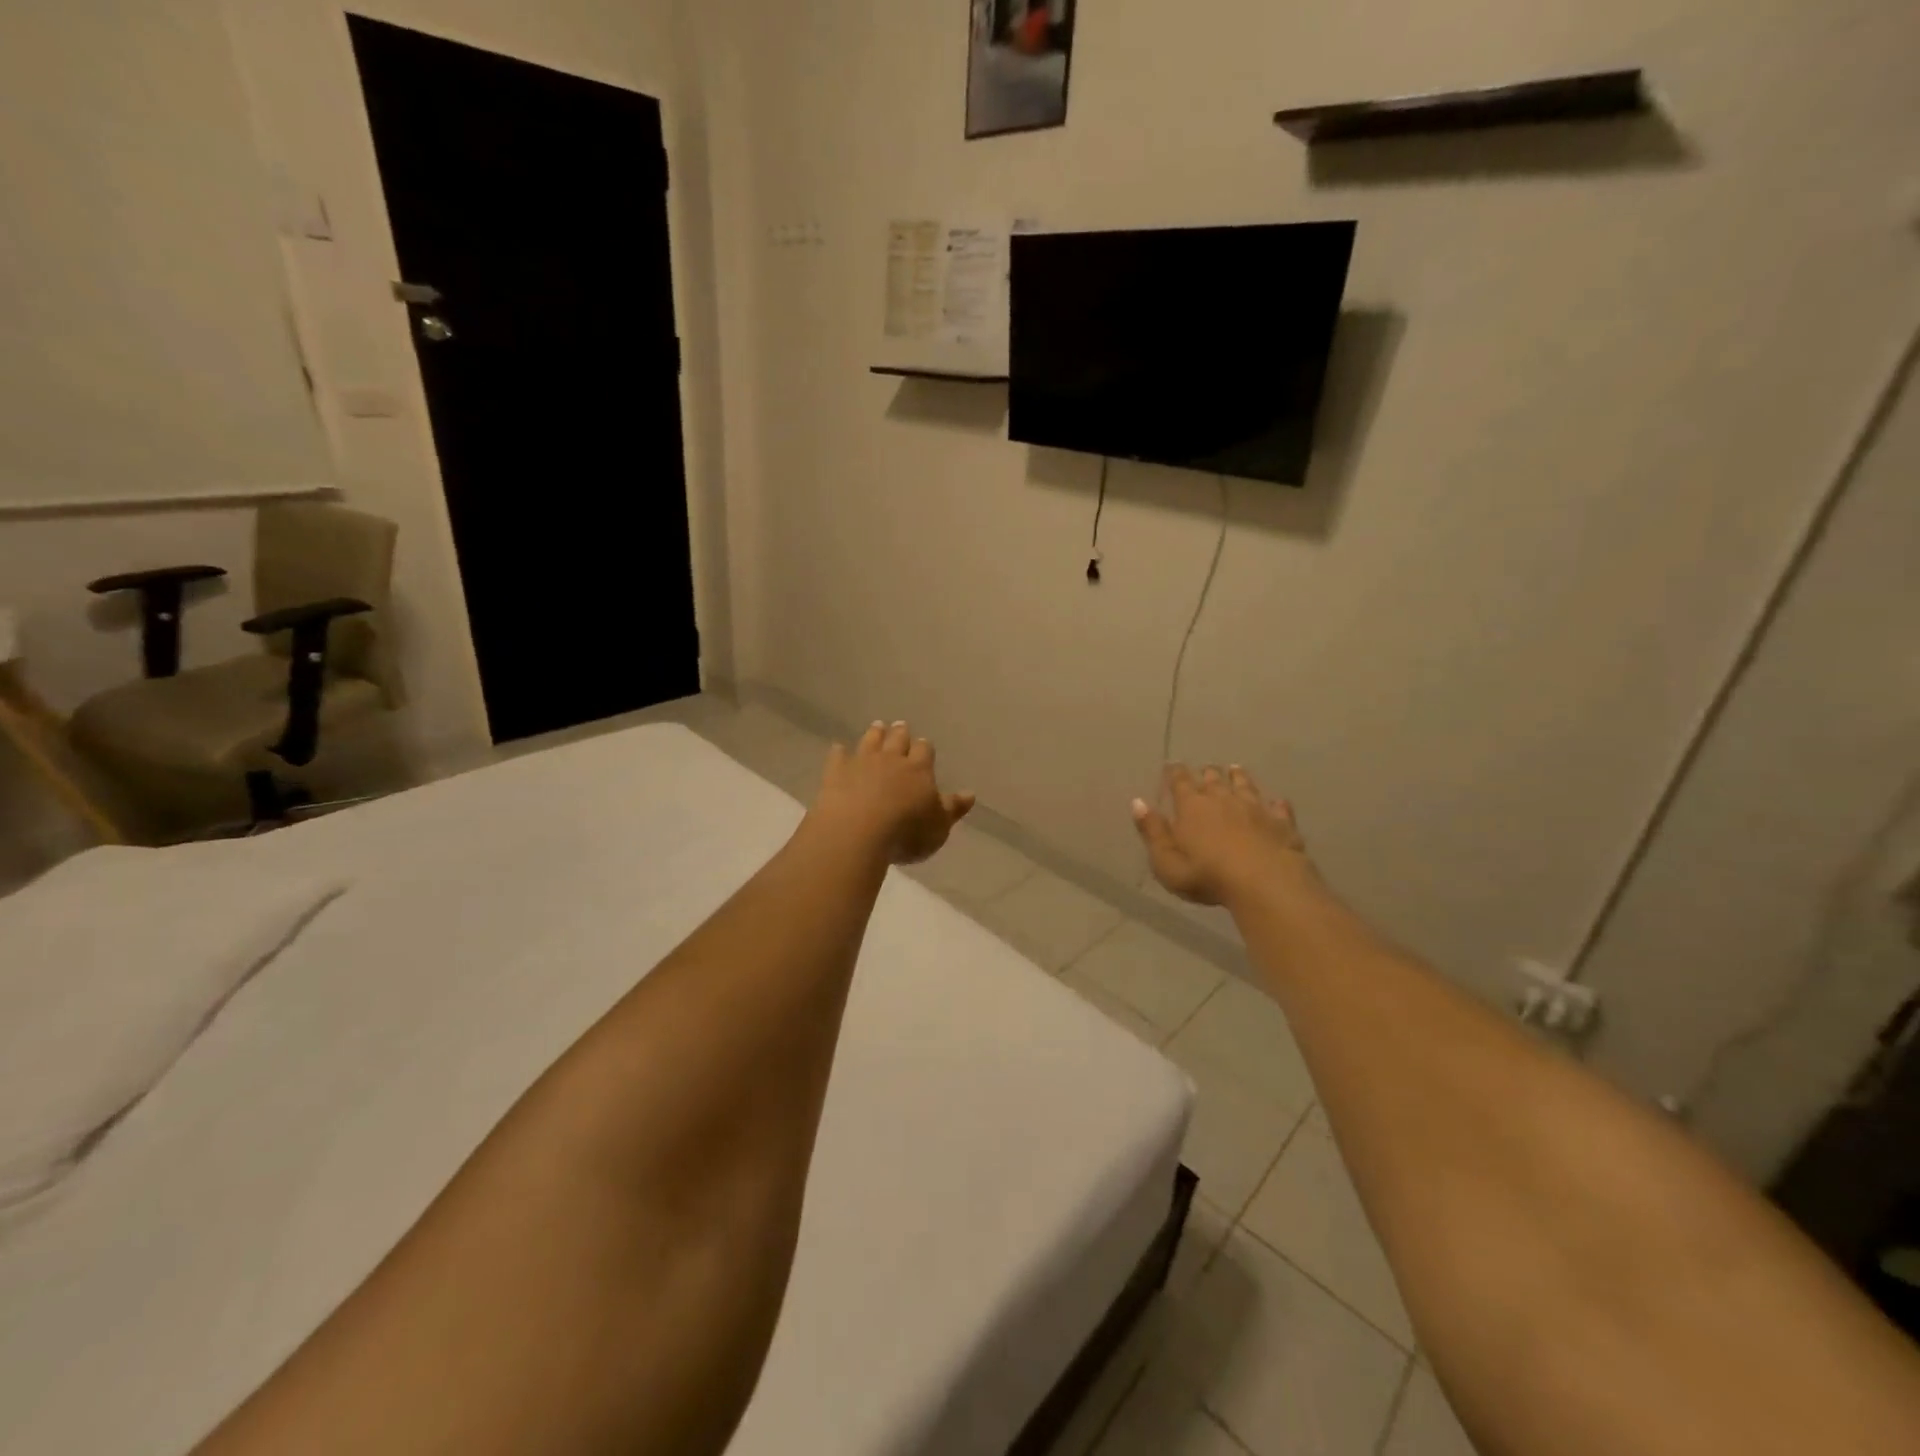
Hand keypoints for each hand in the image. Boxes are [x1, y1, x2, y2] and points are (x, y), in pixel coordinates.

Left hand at [811, 720, 975, 865]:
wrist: (857, 831)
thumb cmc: (906, 832)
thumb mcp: (939, 826)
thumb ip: (953, 808)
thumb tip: (970, 794)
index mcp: (919, 770)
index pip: (924, 751)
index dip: (924, 747)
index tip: (923, 744)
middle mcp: (891, 759)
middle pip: (897, 739)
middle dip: (900, 733)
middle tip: (900, 726)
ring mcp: (861, 763)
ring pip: (870, 741)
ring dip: (874, 734)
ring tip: (877, 726)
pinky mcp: (836, 772)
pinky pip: (838, 756)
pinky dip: (839, 751)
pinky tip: (838, 748)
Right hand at [1131, 764, 1311, 907]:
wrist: (1265, 882)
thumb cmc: (1207, 875)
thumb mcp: (1166, 861)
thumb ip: (1152, 831)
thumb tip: (1137, 802)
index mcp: (1192, 807)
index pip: (1180, 782)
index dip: (1174, 773)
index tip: (1172, 765)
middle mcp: (1223, 799)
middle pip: (1213, 779)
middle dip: (1207, 773)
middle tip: (1205, 768)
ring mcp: (1255, 808)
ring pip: (1245, 786)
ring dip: (1238, 777)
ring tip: (1235, 769)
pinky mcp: (1281, 823)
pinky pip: (1278, 807)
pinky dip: (1274, 803)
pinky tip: (1277, 802)